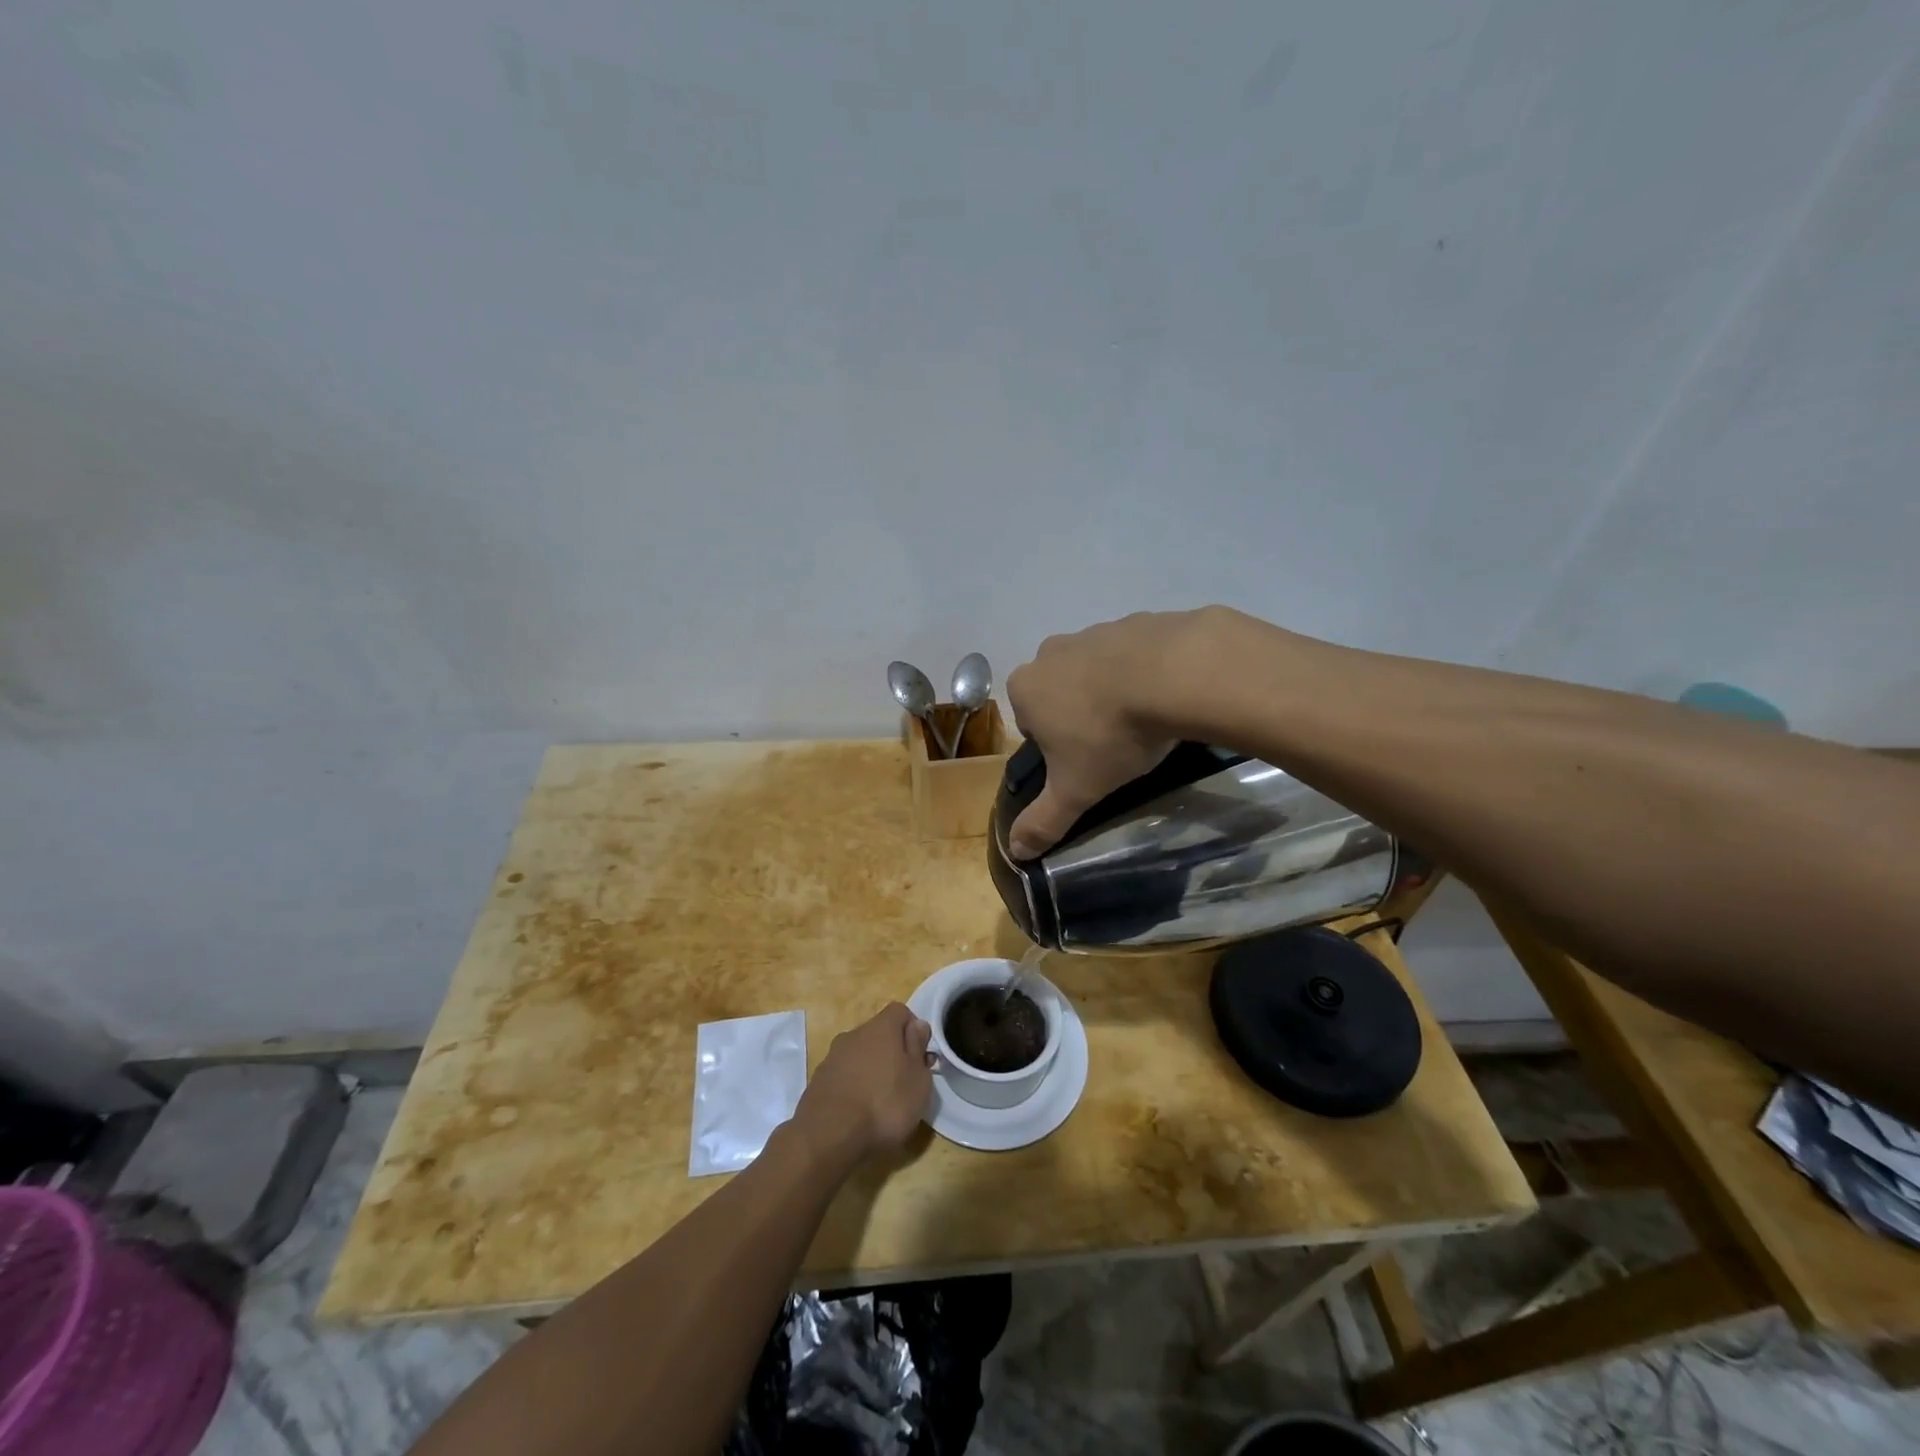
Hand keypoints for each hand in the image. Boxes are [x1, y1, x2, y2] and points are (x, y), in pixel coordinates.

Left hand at [792, 1003, 932, 1167]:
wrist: (828, 1137)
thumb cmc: (885, 1104)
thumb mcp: (918, 1079)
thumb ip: (918, 1048)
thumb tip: (916, 1026)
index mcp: (880, 1027)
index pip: (900, 1011)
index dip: (913, 1030)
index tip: (921, 1057)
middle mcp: (854, 1035)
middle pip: (878, 1034)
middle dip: (892, 1053)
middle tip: (904, 1083)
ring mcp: (832, 1058)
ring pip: (859, 1055)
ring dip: (871, 1070)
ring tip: (881, 1103)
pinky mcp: (818, 1082)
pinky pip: (843, 1076)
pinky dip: (853, 1087)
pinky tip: (858, 1113)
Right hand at [1003, 611, 1214, 858]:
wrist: (1174, 674)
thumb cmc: (1110, 734)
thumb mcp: (1075, 790)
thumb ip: (1044, 820)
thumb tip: (1015, 852)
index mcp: (1025, 688)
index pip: (1029, 724)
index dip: (1056, 747)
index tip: (1085, 762)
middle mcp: (1051, 653)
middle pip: (1059, 693)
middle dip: (1081, 715)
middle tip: (1114, 743)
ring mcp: (1094, 631)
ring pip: (1096, 671)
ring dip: (1113, 693)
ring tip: (1145, 722)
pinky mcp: (1136, 620)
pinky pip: (1134, 653)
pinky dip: (1145, 672)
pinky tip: (1167, 695)